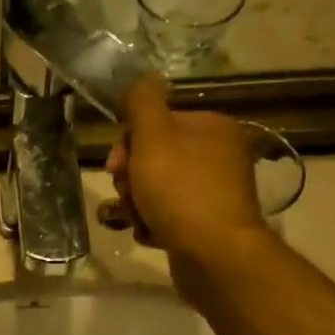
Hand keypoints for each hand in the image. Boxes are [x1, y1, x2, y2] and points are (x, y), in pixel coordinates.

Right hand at [108, 78, 268, 287]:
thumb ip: (142, 103)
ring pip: (157, 191)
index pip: (157, 123)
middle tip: (129, 194)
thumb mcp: (154, 137)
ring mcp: (214, 193)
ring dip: (137, 205)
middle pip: (155, 158)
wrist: (214, 254)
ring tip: (139, 219)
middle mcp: (218, 156)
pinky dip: (153, 226)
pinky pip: (167, 218)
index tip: (117, 165)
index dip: (129, 143)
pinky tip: (150, 235)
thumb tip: (141, 80)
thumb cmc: (180, 190)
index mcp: (211, 128)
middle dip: (132, 179)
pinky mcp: (206, 226)